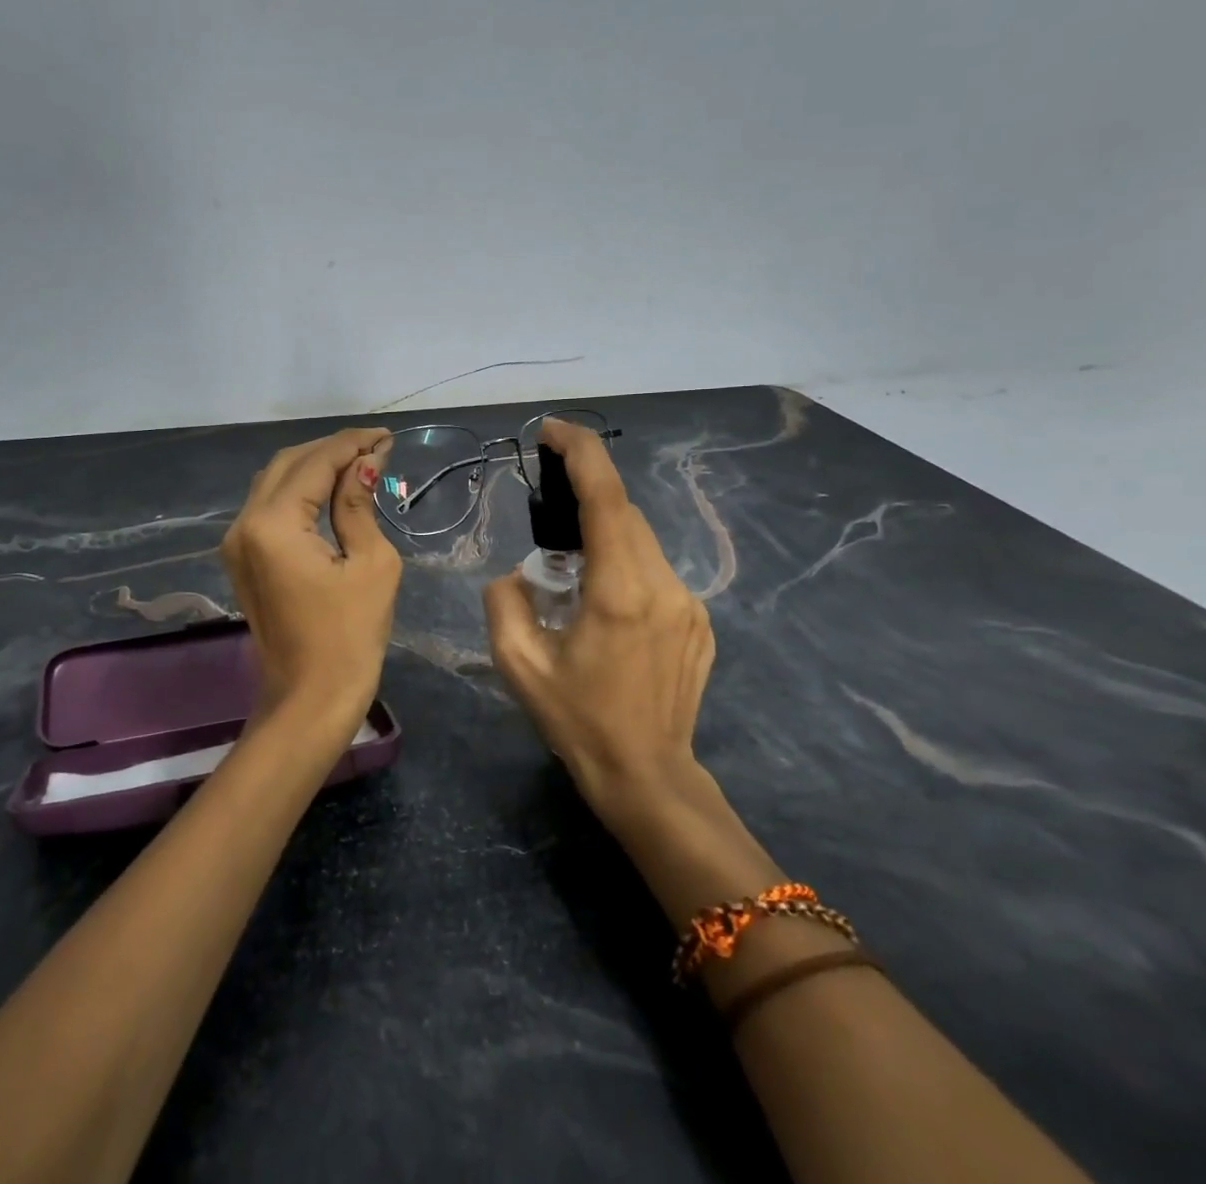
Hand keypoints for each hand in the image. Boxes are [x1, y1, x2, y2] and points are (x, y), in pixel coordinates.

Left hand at [221, 427, 402, 739]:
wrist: (310, 699)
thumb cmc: (350, 636)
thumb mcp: (371, 563)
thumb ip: (359, 504)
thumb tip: (365, 464)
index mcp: (273, 524)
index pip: (315, 463)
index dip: (352, 444)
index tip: (386, 437)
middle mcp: (244, 524)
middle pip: (288, 464)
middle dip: (332, 449)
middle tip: (375, 448)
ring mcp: (237, 542)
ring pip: (275, 482)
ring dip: (314, 467)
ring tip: (359, 463)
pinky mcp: (242, 558)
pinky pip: (269, 508)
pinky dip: (300, 492)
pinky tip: (331, 490)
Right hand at [483, 419, 716, 828]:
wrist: (648, 776)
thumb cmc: (578, 721)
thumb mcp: (518, 665)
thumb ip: (504, 601)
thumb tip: (518, 574)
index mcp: (619, 592)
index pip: (606, 498)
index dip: (580, 452)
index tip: (551, 430)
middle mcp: (664, 587)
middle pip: (625, 514)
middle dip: (585, 497)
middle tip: (547, 514)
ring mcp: (690, 604)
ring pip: (642, 542)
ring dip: (605, 536)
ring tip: (571, 571)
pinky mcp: (700, 621)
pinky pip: (656, 572)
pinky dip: (626, 567)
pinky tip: (606, 607)